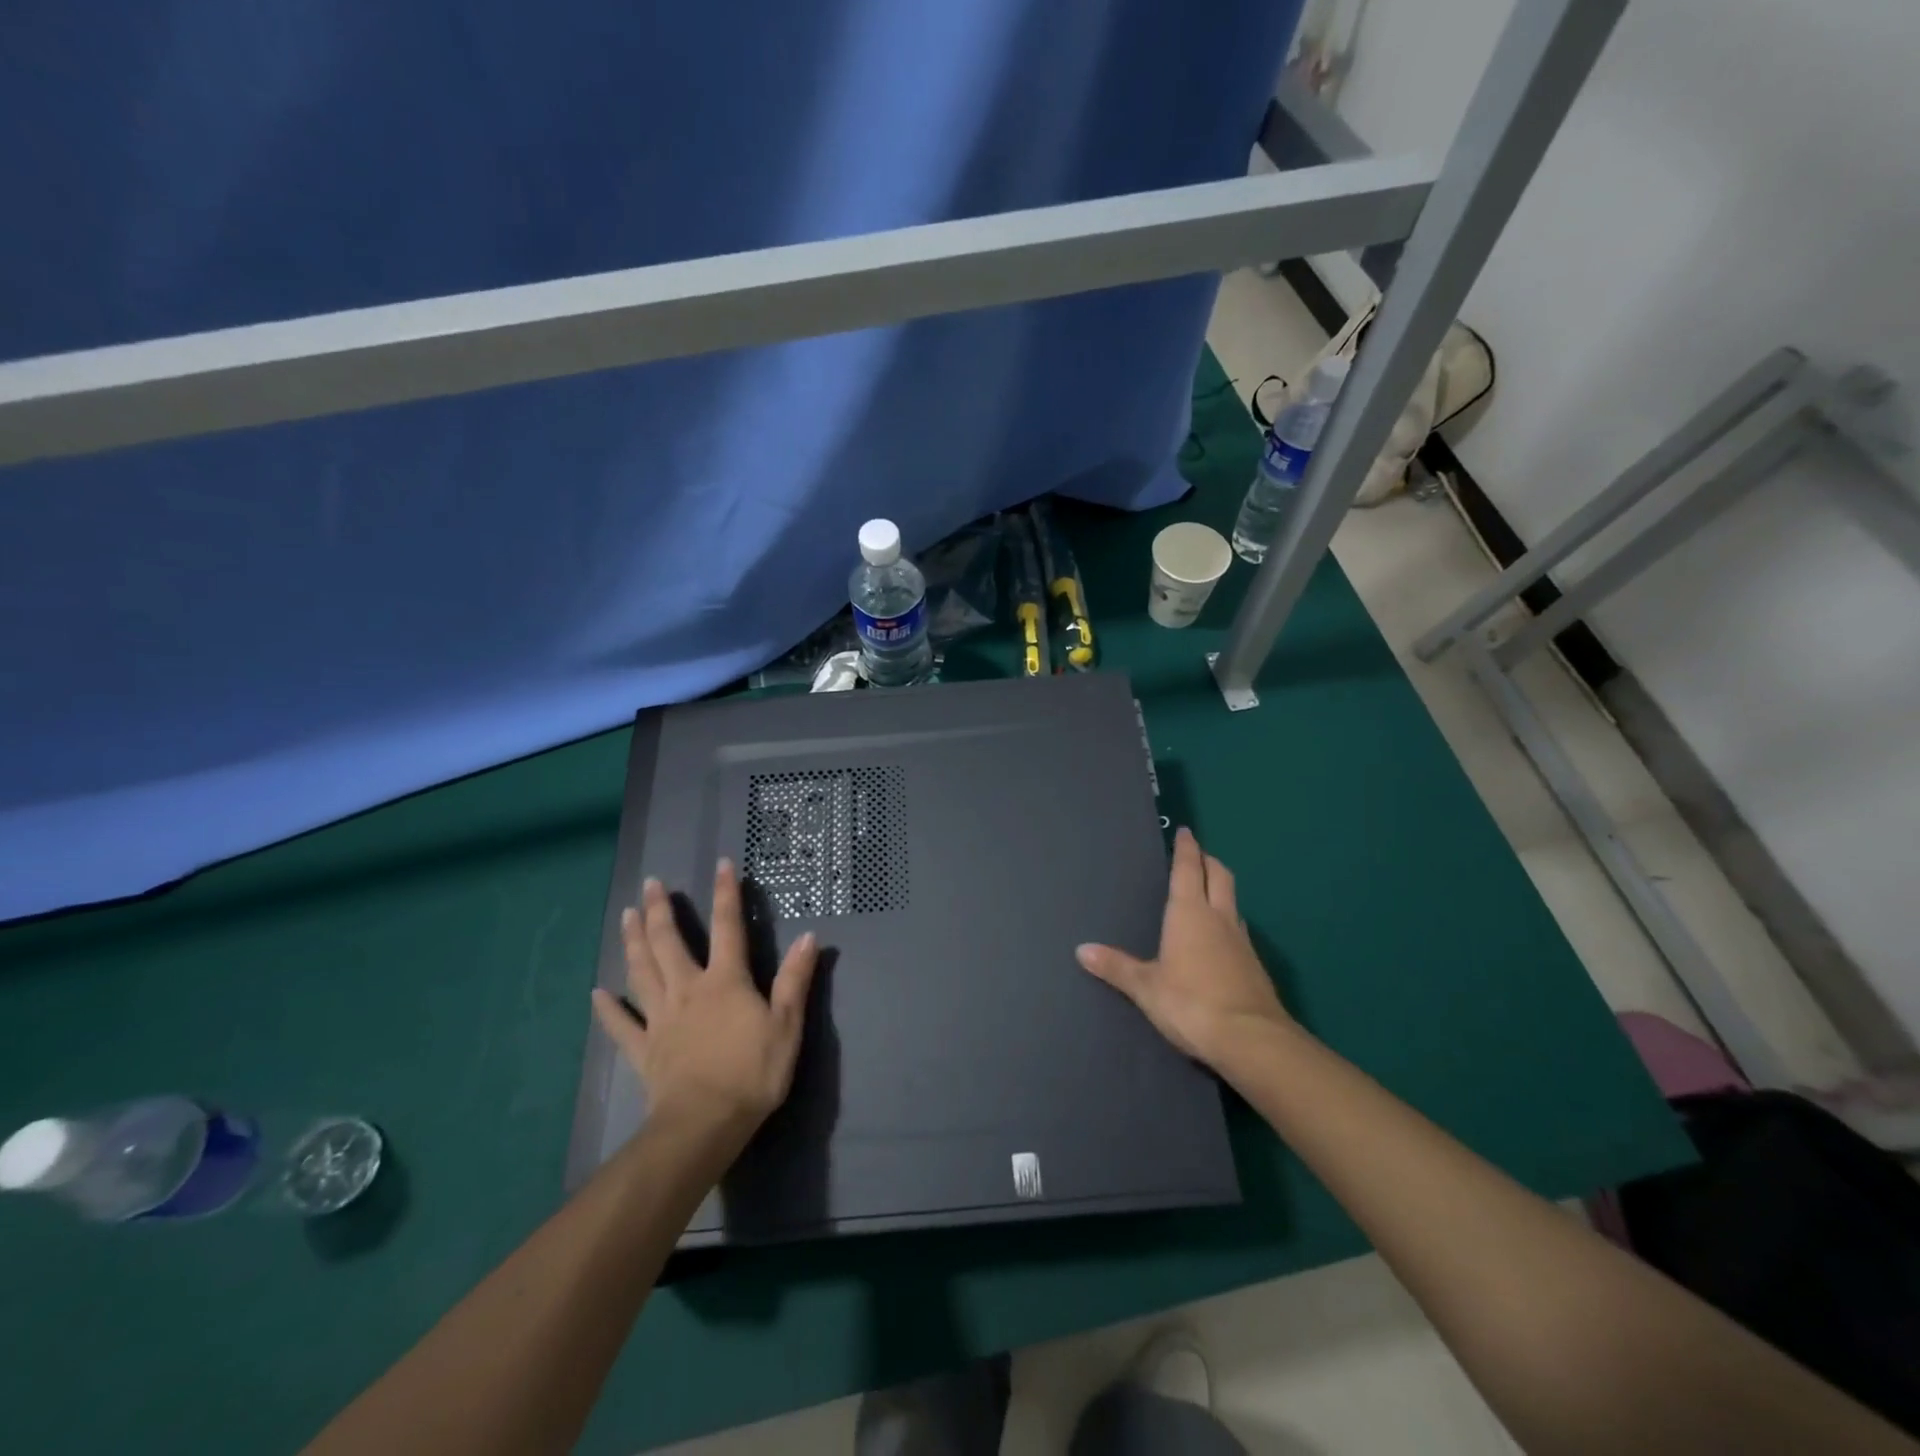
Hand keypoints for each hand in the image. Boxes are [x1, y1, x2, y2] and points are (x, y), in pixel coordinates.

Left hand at [591, 859, 817, 1144]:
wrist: (705, 1123)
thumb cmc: (753, 1072)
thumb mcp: (787, 1024)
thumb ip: (795, 979)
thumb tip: (809, 936)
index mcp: (725, 981)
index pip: (728, 927)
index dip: (726, 894)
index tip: (721, 864)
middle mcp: (689, 989)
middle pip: (669, 942)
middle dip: (660, 910)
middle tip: (650, 884)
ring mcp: (661, 1018)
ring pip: (642, 972)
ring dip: (633, 942)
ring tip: (625, 915)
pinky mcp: (644, 1049)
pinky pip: (621, 1025)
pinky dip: (607, 1009)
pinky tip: (596, 993)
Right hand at [1076, 827, 1289, 1068]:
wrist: (1251, 1040)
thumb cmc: (1190, 1003)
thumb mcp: (1146, 987)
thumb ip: (1116, 967)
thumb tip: (1081, 950)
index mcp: (1189, 913)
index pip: (1188, 869)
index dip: (1186, 848)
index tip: (1185, 831)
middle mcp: (1218, 918)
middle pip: (1219, 875)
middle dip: (1208, 860)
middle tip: (1197, 854)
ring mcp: (1241, 940)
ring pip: (1233, 900)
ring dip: (1221, 888)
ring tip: (1207, 891)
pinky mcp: (1254, 964)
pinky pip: (1238, 928)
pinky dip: (1227, 918)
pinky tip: (1219, 936)